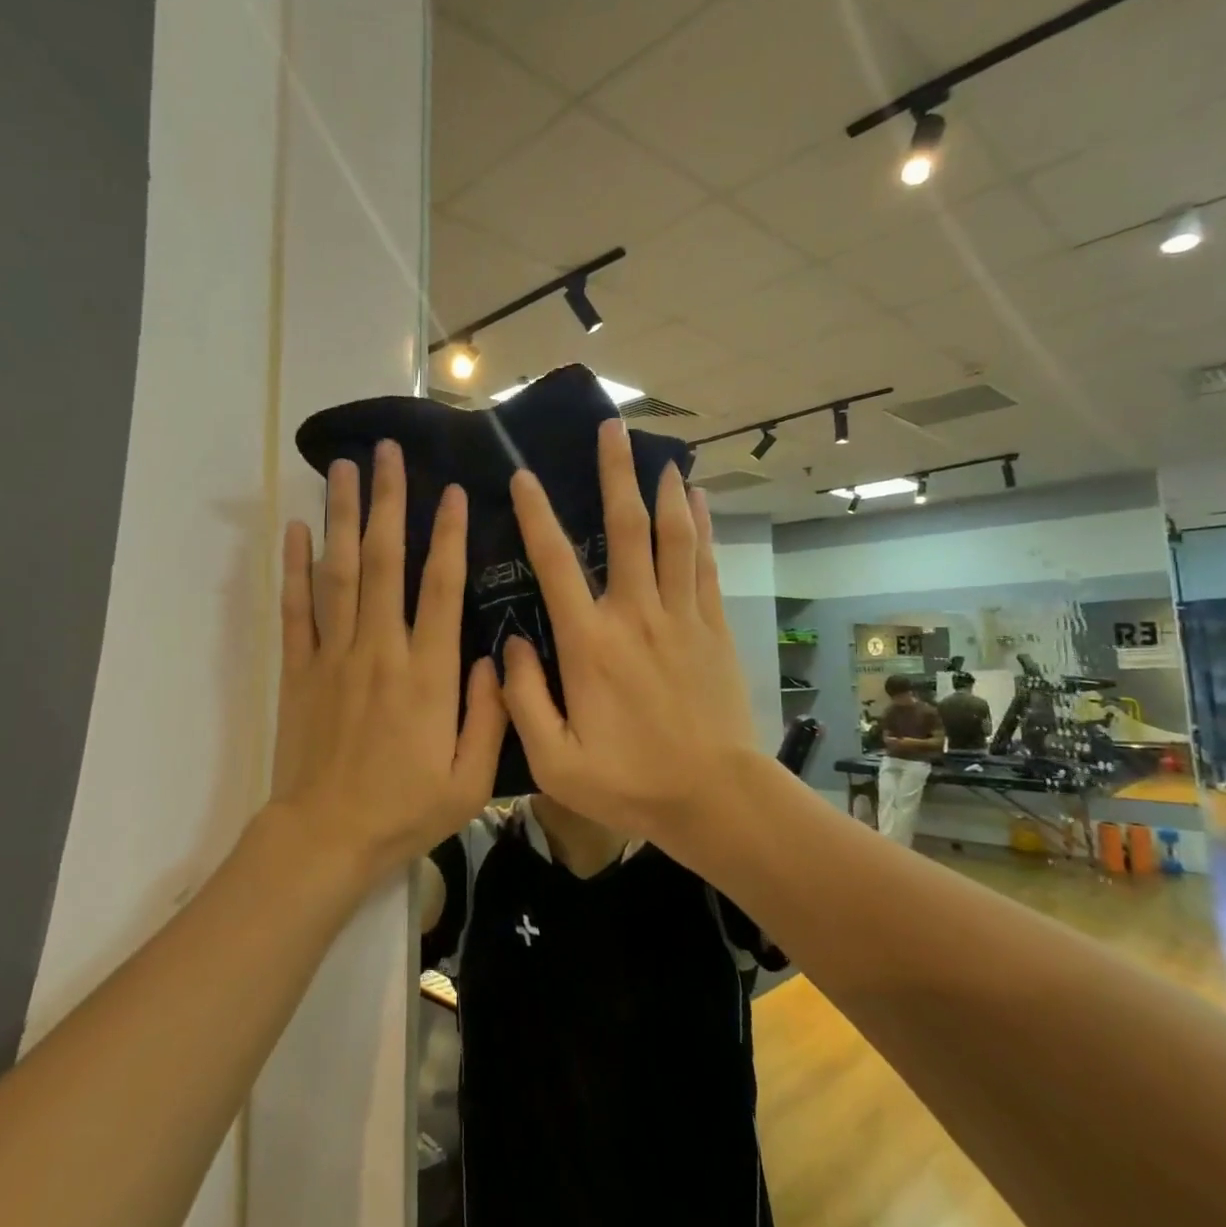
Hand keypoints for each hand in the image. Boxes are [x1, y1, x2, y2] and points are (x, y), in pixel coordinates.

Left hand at [269, 440, 505, 878]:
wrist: (325, 839)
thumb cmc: (404, 810)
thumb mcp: (470, 779)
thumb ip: (490, 713)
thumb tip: (495, 656)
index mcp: (427, 674)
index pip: (442, 588)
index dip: (450, 535)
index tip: (454, 491)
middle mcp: (380, 650)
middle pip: (384, 562)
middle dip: (389, 502)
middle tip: (389, 453)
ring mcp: (334, 656)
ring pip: (339, 573)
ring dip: (343, 517)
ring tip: (344, 468)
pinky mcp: (299, 669)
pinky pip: (295, 609)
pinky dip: (294, 567)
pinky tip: (297, 529)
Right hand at [499, 419, 763, 844]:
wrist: (715, 797)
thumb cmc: (631, 782)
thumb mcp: (556, 761)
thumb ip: (523, 700)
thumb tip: (510, 648)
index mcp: (590, 644)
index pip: (556, 564)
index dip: (536, 516)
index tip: (523, 477)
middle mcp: (636, 615)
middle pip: (626, 530)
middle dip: (615, 474)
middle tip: (611, 429)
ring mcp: (680, 617)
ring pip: (672, 537)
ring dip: (662, 490)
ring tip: (657, 452)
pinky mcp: (712, 627)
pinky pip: (704, 564)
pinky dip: (700, 527)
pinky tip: (696, 499)